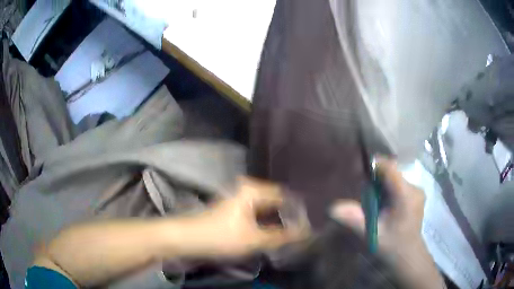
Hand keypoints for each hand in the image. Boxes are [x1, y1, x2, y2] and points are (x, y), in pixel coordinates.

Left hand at [177, 177, 309, 257]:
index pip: (284, 196)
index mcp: (252, 190)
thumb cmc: (221, 236)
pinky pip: (257, 213)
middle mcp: (247, 189)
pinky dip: (266, 222)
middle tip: (301, 230)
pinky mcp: (234, 209)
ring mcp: (239, 199)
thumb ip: (281, 237)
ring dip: (277, 220)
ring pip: (266, 208)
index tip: (308, 223)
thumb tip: (305, 234)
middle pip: (275, 201)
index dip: (297, 210)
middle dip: (288, 216)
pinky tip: (273, 233)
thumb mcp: (254, 239)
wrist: (188, 239)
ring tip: (291, 233)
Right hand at [330, 156, 425, 251]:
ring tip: (372, 197)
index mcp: (406, 195)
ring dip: (383, 183)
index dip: (375, 165)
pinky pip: (400, 184)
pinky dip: (389, 188)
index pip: (391, 168)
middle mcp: (414, 188)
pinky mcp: (416, 195)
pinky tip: (383, 202)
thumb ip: (354, 220)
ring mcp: (417, 191)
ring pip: (396, 177)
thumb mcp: (371, 234)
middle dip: (377, 176)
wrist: (408, 256)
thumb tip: (332, 208)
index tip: (359, 169)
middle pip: (393, 172)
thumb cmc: (391, 246)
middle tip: (362, 188)